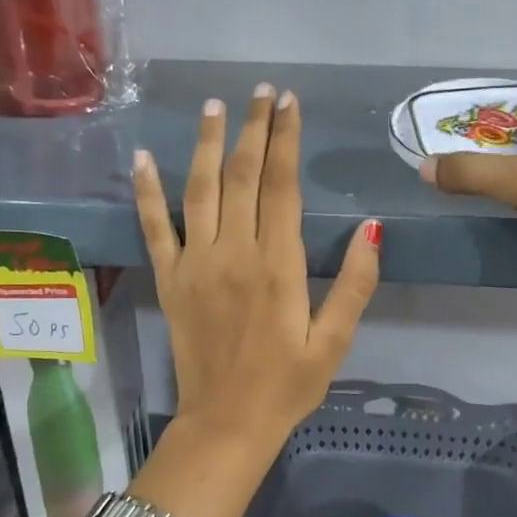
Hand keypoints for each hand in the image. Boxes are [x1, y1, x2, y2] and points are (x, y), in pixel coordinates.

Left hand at [134, 85, 380, 447]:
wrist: (226, 423)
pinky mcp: (170, 280)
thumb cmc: (288, 385)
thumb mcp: (336, 341)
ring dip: (208, 145)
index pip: (281, 186)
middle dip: (253, 129)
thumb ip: (355, 284)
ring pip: (200, 190)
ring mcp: (195, 264)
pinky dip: (147, 191)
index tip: (289, 104)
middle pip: (242, 177)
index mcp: (278, 265)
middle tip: (261, 92)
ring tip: (215, 107)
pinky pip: (155, 227)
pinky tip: (144, 157)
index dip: (285, 140)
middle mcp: (234, 253)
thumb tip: (372, 228)